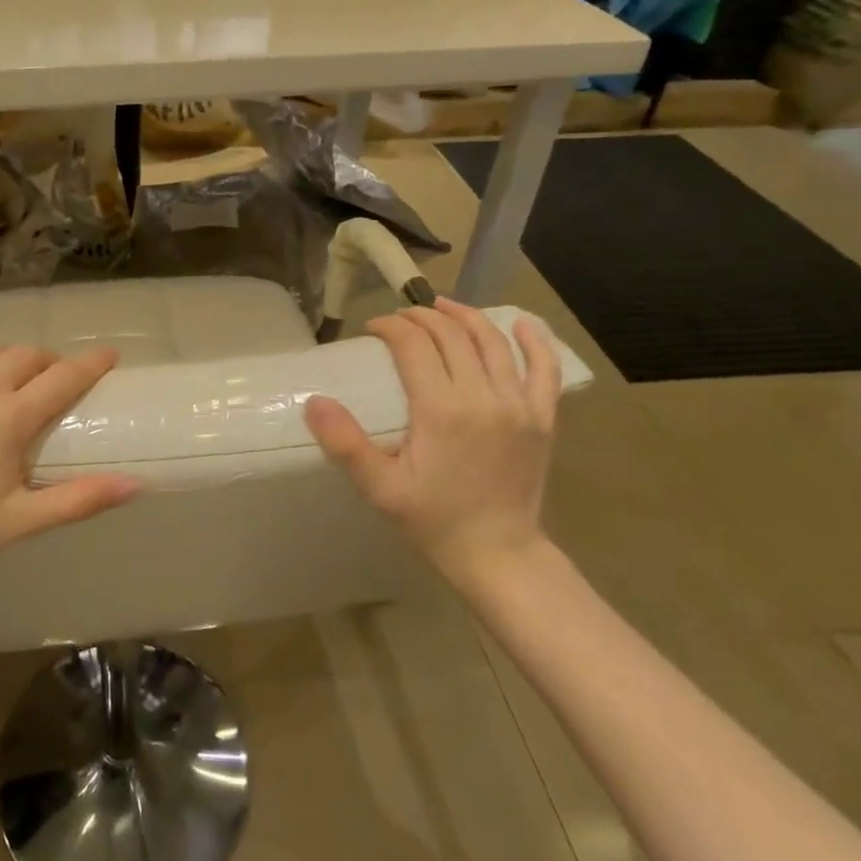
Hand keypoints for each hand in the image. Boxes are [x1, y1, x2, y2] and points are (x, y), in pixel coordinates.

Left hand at [0, 345, 139, 590]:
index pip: (63, 377)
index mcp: (8, 419)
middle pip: (26, 355)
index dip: (92, 363)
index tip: (110, 354)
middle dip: (48, 363)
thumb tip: (136, 485)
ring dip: (8, 361)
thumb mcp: (20, 521)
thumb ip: (79, 500)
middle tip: (53, 381)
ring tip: (9, 382)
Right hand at [304, 299, 560, 588]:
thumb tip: (315, 401)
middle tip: (398, 319)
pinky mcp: (543, 417)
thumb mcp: (380, 488)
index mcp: (441, 410)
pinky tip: (522, 323)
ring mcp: (519, 404)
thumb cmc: (433, 520)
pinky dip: (536, 341)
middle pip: (451, 334)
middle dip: (421, 316)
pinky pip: (545, 368)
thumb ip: (346, 444)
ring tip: (441, 306)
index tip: (372, 329)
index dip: (390, 326)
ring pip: (492, 341)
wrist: (498, 554)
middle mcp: (483, 396)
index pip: (413, 344)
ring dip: (464, 316)